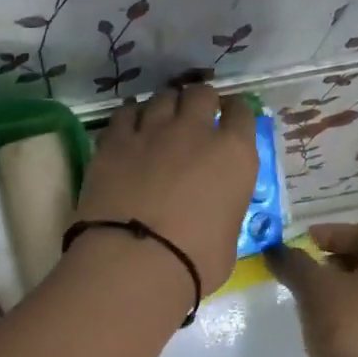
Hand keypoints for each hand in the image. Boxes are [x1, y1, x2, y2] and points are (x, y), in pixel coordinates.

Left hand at [75, 85, 260, 292]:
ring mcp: (152, 131)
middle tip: (193, 120)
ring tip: (160, 122)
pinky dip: (130, 116)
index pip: (242, 113)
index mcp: (234, 155)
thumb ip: (225, 210)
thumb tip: (215, 211)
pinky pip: (125, 113)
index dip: (234, 114)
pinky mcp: (115, 141)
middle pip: (201, 94)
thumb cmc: (194, 262)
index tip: (227, 121)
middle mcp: (196, 132)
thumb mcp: (228, 239)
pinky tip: (129, 126)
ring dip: (165, 106)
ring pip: (162, 97)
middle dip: (199, 103)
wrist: (135, 261)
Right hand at [266, 223, 357, 356]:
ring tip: (304, 299)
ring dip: (335, 288)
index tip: (296, 244)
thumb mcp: (315, 290)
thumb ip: (295, 264)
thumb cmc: (351, 331)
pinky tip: (322, 325)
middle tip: (297, 271)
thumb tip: (276, 249)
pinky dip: (345, 312)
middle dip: (329, 261)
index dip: (327, 233)